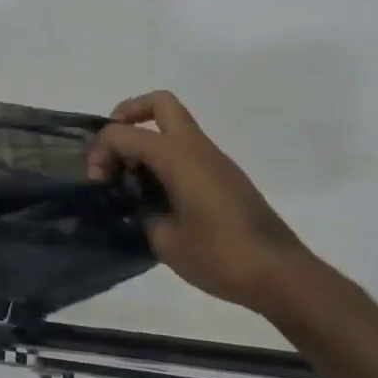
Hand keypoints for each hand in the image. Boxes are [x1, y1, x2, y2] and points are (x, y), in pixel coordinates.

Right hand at [88, 90, 313, 312]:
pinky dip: (164, 157)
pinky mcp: (224, 176)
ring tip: (129, 178)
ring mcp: (214, 159)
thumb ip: (141, 212)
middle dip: (127, 115)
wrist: (280, 274)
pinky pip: (186, 149)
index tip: (96, 182)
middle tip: (112, 150)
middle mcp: (196, 147)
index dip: (100, 151)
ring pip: (173, 125)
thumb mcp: (164, 240)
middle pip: (158, 104)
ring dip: (146, 139)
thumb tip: (136, 204)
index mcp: (177, 156)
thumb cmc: (219, 255)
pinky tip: (156, 194)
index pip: (124, 133)